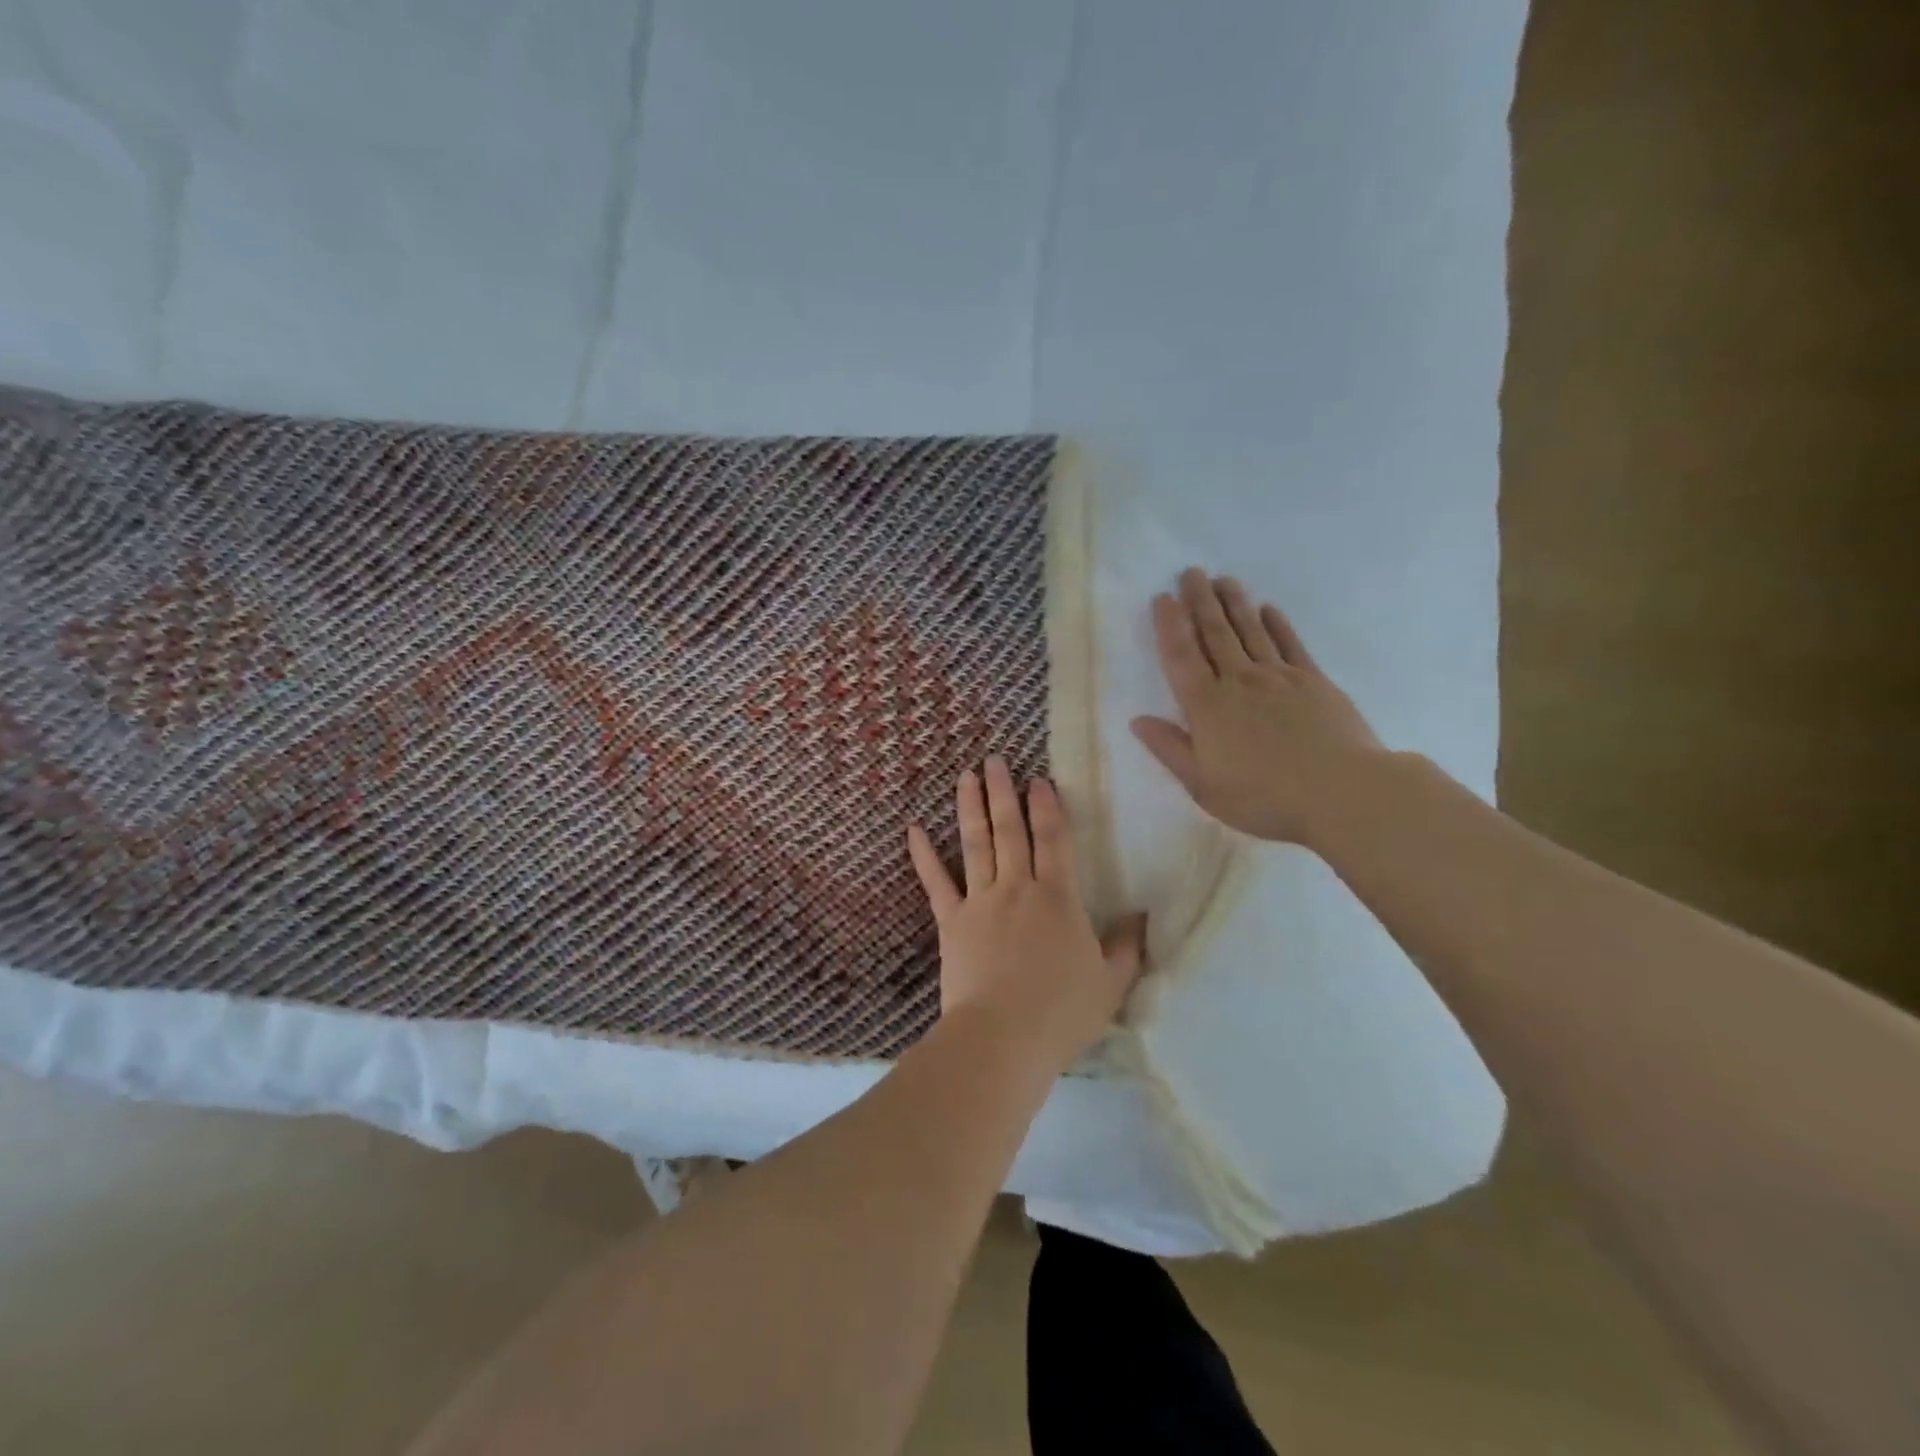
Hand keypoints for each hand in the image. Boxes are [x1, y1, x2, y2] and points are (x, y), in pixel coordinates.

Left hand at [907, 758, 1144, 1071]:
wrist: (1002, 1039)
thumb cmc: (1061, 1013)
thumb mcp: (1110, 984)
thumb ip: (1127, 948)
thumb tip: (1143, 918)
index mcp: (1059, 898)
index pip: (1054, 840)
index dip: (1048, 807)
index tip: (1039, 779)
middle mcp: (1018, 888)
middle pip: (1011, 830)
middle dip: (1004, 792)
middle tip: (995, 760)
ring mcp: (980, 901)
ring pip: (976, 844)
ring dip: (971, 808)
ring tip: (966, 776)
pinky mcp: (951, 921)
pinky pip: (935, 882)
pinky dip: (923, 855)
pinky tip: (913, 829)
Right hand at [1130, 568, 1385, 844]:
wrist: (1343, 793)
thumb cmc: (1265, 797)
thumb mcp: (1204, 786)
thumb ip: (1170, 750)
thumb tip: (1138, 721)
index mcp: (1207, 707)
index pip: (1181, 656)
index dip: (1169, 625)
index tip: (1162, 597)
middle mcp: (1240, 682)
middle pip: (1214, 634)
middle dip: (1200, 601)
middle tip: (1191, 572)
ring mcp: (1280, 677)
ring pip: (1250, 631)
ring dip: (1234, 603)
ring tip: (1223, 579)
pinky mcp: (1314, 681)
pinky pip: (1290, 644)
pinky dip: (1276, 624)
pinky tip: (1268, 609)